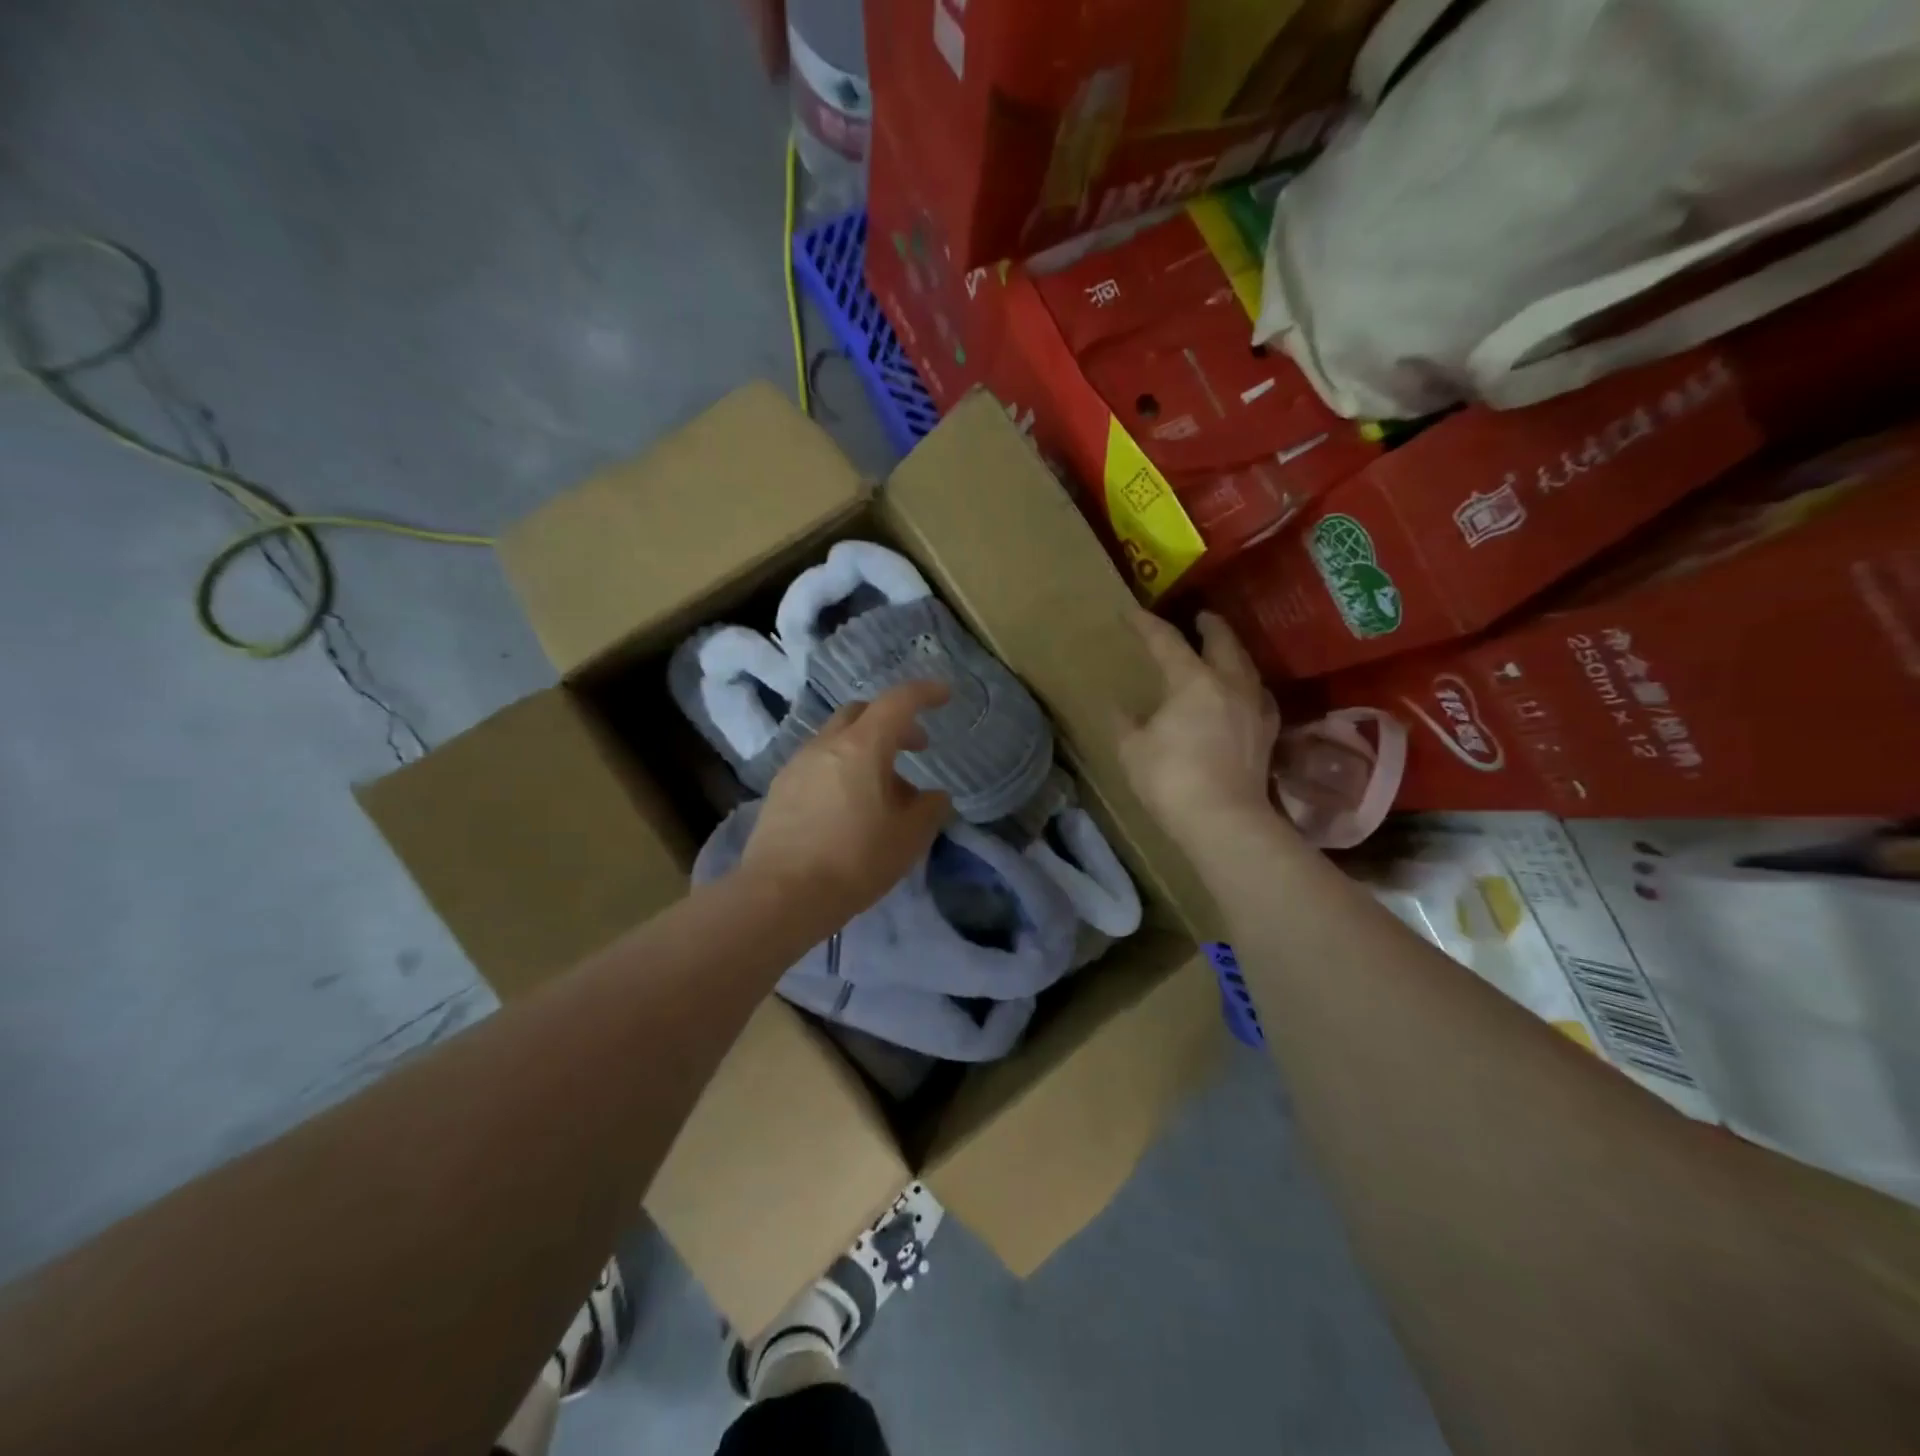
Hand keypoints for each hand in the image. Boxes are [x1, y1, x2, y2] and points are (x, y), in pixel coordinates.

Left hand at [742, 680, 953, 921]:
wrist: (781, 896)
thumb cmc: (855, 861)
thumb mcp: (909, 837)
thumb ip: (930, 808)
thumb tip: (933, 796)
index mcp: (862, 746)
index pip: (898, 702)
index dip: (925, 693)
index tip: (944, 695)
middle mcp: (826, 745)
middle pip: (862, 713)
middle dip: (893, 721)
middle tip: (916, 747)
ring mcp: (797, 765)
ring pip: (837, 739)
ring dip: (866, 749)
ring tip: (884, 788)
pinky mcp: (779, 790)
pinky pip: (819, 764)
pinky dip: (842, 769)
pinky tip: (850, 806)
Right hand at [1118, 610, 1282, 848]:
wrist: (1223, 820)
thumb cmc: (1170, 779)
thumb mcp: (1132, 750)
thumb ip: (1125, 722)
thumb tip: (1119, 707)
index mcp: (1192, 681)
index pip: (1167, 641)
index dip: (1147, 624)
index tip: (1131, 612)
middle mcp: (1229, 684)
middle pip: (1223, 641)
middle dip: (1210, 625)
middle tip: (1200, 617)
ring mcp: (1254, 707)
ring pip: (1246, 665)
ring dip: (1232, 651)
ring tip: (1222, 650)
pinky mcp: (1267, 733)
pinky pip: (1259, 695)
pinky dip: (1247, 684)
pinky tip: (1243, 693)